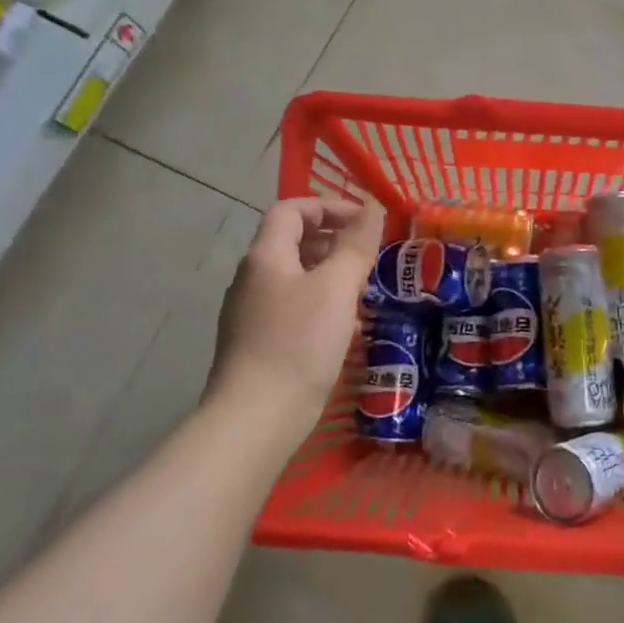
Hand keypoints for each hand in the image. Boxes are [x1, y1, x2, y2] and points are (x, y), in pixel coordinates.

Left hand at [204, 198, 384, 432]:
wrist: (256, 417)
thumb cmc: (299, 342)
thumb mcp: (336, 287)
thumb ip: (356, 245)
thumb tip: (372, 208)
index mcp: (266, 256)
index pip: (291, 210)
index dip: (328, 206)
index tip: (365, 221)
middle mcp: (252, 278)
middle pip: (291, 241)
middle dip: (333, 239)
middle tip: (369, 254)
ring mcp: (251, 312)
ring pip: (294, 276)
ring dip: (329, 273)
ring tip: (362, 288)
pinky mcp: (257, 342)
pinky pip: (292, 306)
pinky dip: (320, 302)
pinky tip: (343, 326)